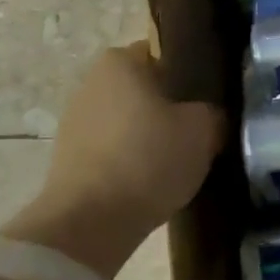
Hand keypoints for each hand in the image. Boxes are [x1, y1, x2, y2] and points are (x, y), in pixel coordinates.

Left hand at [4, 43, 223, 273]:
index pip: (163, 55)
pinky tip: (150, 182)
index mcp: (121, 61)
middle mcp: (92, 82)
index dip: (188, 75)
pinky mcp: (67, 160)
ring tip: (176, 161)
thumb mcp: (203, 130)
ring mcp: (74, 122)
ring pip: (127, 121)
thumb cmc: (148, 158)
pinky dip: (129, 162)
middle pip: (143, 88)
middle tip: (197, 130)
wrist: (88, 224)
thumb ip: (212, 113)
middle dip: (167, 107)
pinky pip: (111, 150)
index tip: (207, 100)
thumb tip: (211, 116)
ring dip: (147, 136)